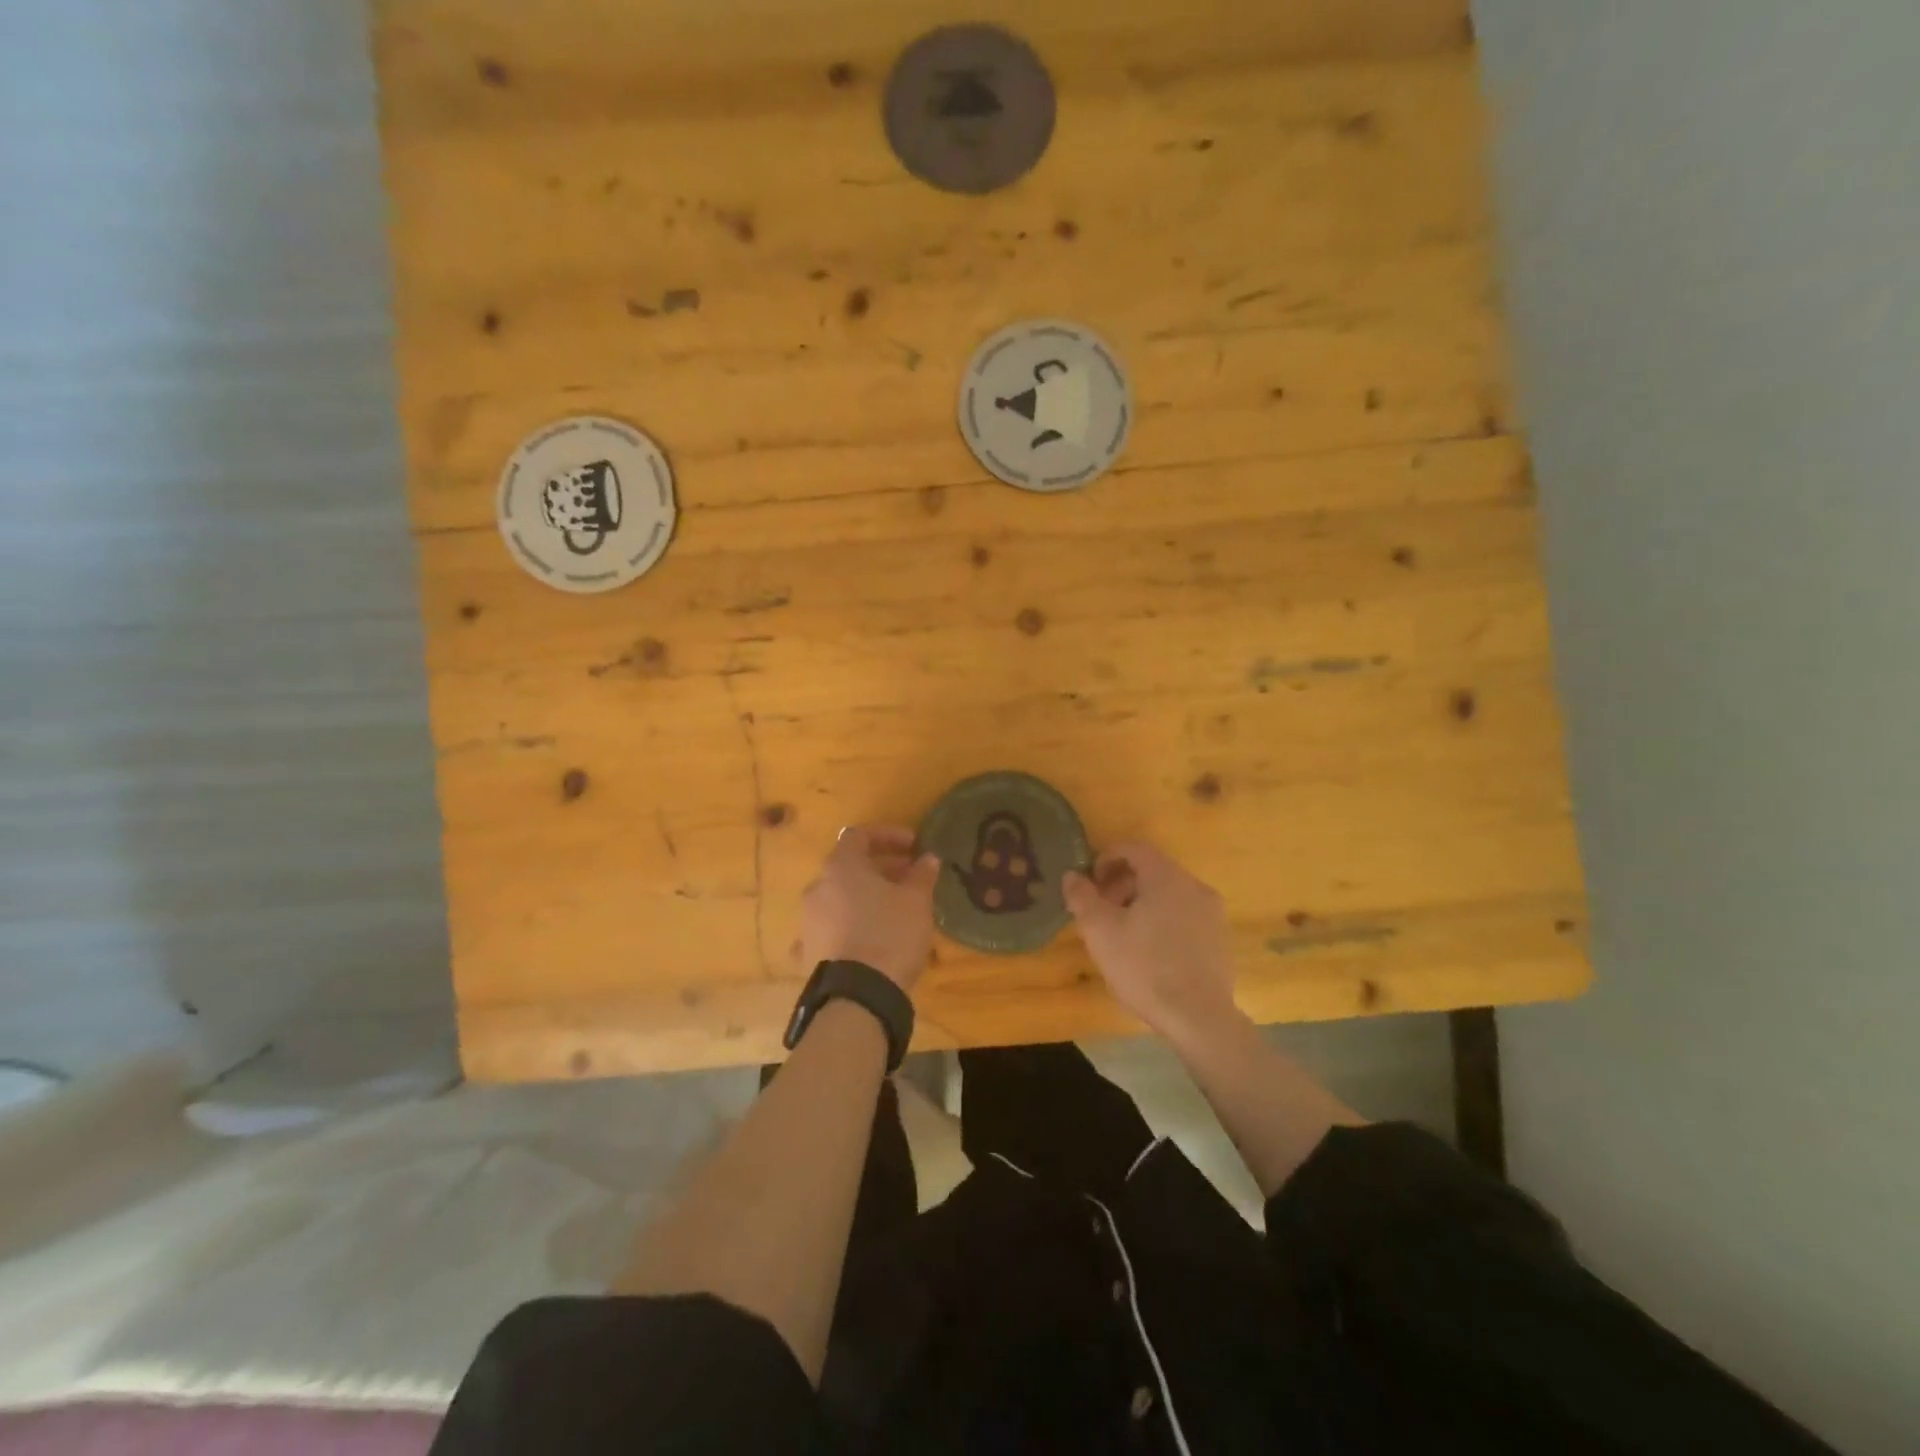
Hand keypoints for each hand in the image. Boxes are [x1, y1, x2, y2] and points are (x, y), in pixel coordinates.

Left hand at [796, 825, 940, 992]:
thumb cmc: (890, 935)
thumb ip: (921, 874)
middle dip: (880, 869)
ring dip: (864, 898)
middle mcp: (817, 888)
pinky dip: (847, 927)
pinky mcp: (807, 953)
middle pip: (848, 868)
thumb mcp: (916, 901)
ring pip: (838, 898)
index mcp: (841, 867)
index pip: (859, 835)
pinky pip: (829, 930)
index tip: (913, 845)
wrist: (857, 997)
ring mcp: (807, 922)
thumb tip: (927, 858)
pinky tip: (864, 940)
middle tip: (909, 878)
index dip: (888, 836)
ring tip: (892, 911)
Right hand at [1062, 843, 1239, 1040]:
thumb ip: (1082, 897)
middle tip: (1101, 910)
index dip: (1107, 858)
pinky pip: (1185, 916)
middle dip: (1122, 884)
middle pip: (1153, 871)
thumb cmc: (1144, 967)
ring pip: (1170, 895)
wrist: (1199, 1018)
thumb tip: (1072, 875)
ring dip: (1142, 904)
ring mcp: (1212, 914)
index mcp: (1167, 877)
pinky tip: (1149, 952)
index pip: (1135, 848)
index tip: (1091, 881)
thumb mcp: (1100, 931)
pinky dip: (1163, 921)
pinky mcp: (1219, 940)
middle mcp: (1194, 886)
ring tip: (1122, 933)